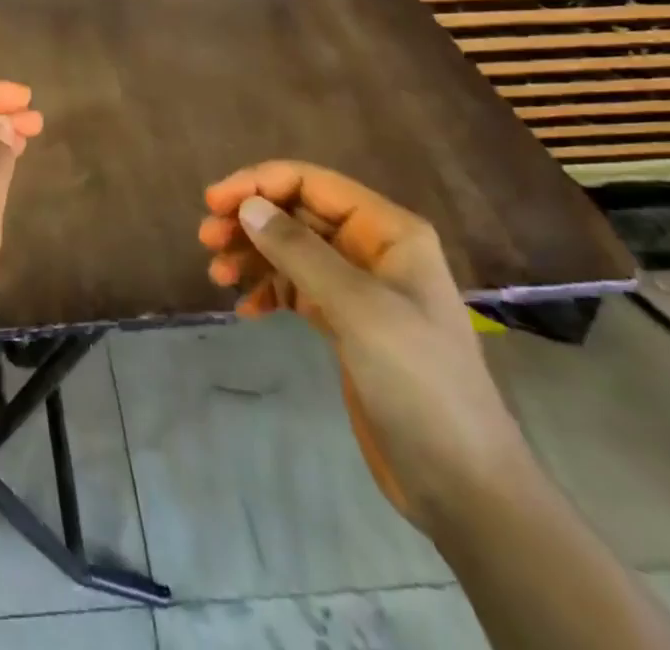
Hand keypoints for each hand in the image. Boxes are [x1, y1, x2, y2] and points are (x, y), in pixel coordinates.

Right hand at [199, 162, 530, 534]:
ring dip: (252, 255)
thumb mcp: (359, 309)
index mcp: (388, 230)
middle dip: (250, 221)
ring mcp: (360, 288)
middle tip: (206, 239)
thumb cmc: (419, 383)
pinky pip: (296, 289)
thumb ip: (300, 251)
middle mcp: (373, 249)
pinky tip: (245, 310)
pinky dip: (268, 292)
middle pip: (297, 214)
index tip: (214, 202)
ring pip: (292, 250)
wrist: (463, 486)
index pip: (312, 183)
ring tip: (217, 274)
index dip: (259, 184)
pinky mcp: (346, 325)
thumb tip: (248, 207)